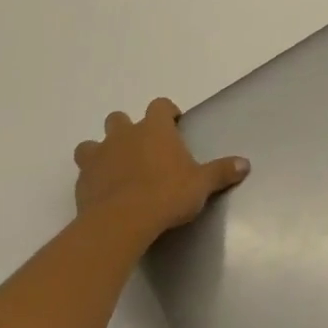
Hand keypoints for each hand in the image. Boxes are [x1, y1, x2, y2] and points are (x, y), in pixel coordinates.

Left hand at [73, 98, 248, 246]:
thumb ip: (221, 172)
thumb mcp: (201, 184)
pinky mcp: (82, 181)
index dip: (166, 112)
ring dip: (101, 151)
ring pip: (92, 143)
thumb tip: (245, 164)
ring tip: (114, 169)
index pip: (159, 105)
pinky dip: (92, 178)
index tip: (173, 124)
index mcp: (154, 128)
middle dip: (128, 129)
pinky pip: (84, 172)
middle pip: (119, 118)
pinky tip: (102, 193)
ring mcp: (99, 156)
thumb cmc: (166, 194)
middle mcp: (124, 134)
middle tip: (142, 149)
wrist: (121, 222)